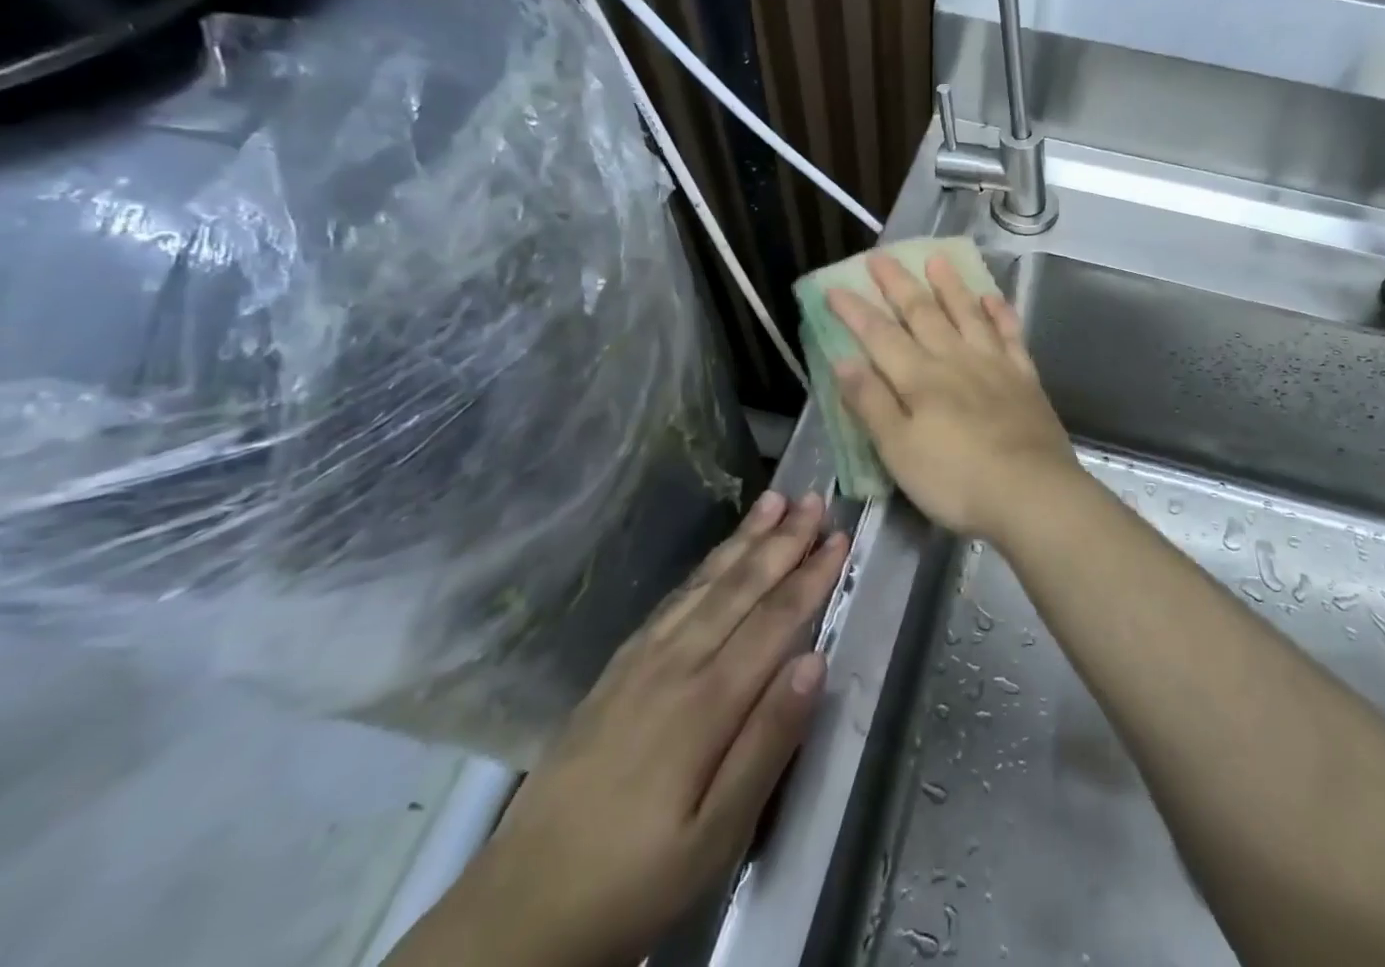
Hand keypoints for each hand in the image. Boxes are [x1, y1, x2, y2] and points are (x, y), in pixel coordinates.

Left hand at [385, 491, 846, 966]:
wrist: (520, 910)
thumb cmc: (636, 879)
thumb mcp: (716, 837)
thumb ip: (769, 743)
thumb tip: (815, 661)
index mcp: (706, 703)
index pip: (774, 620)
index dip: (810, 576)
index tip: (840, 537)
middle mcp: (675, 665)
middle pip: (740, 588)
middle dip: (782, 540)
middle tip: (815, 498)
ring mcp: (640, 663)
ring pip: (704, 585)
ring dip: (743, 540)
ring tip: (773, 500)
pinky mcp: (615, 671)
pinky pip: (669, 603)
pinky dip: (702, 570)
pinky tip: (715, 558)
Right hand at [827, 252, 1081, 542]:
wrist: (1032, 493)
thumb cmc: (956, 480)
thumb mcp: (898, 451)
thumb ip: (872, 403)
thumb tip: (843, 360)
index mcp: (919, 379)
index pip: (880, 336)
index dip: (856, 311)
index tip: (836, 287)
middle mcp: (955, 360)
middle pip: (922, 314)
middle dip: (898, 285)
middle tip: (881, 257)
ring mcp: (994, 365)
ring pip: (967, 314)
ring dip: (951, 286)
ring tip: (937, 260)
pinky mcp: (1024, 378)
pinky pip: (1010, 335)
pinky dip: (1001, 314)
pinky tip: (993, 298)